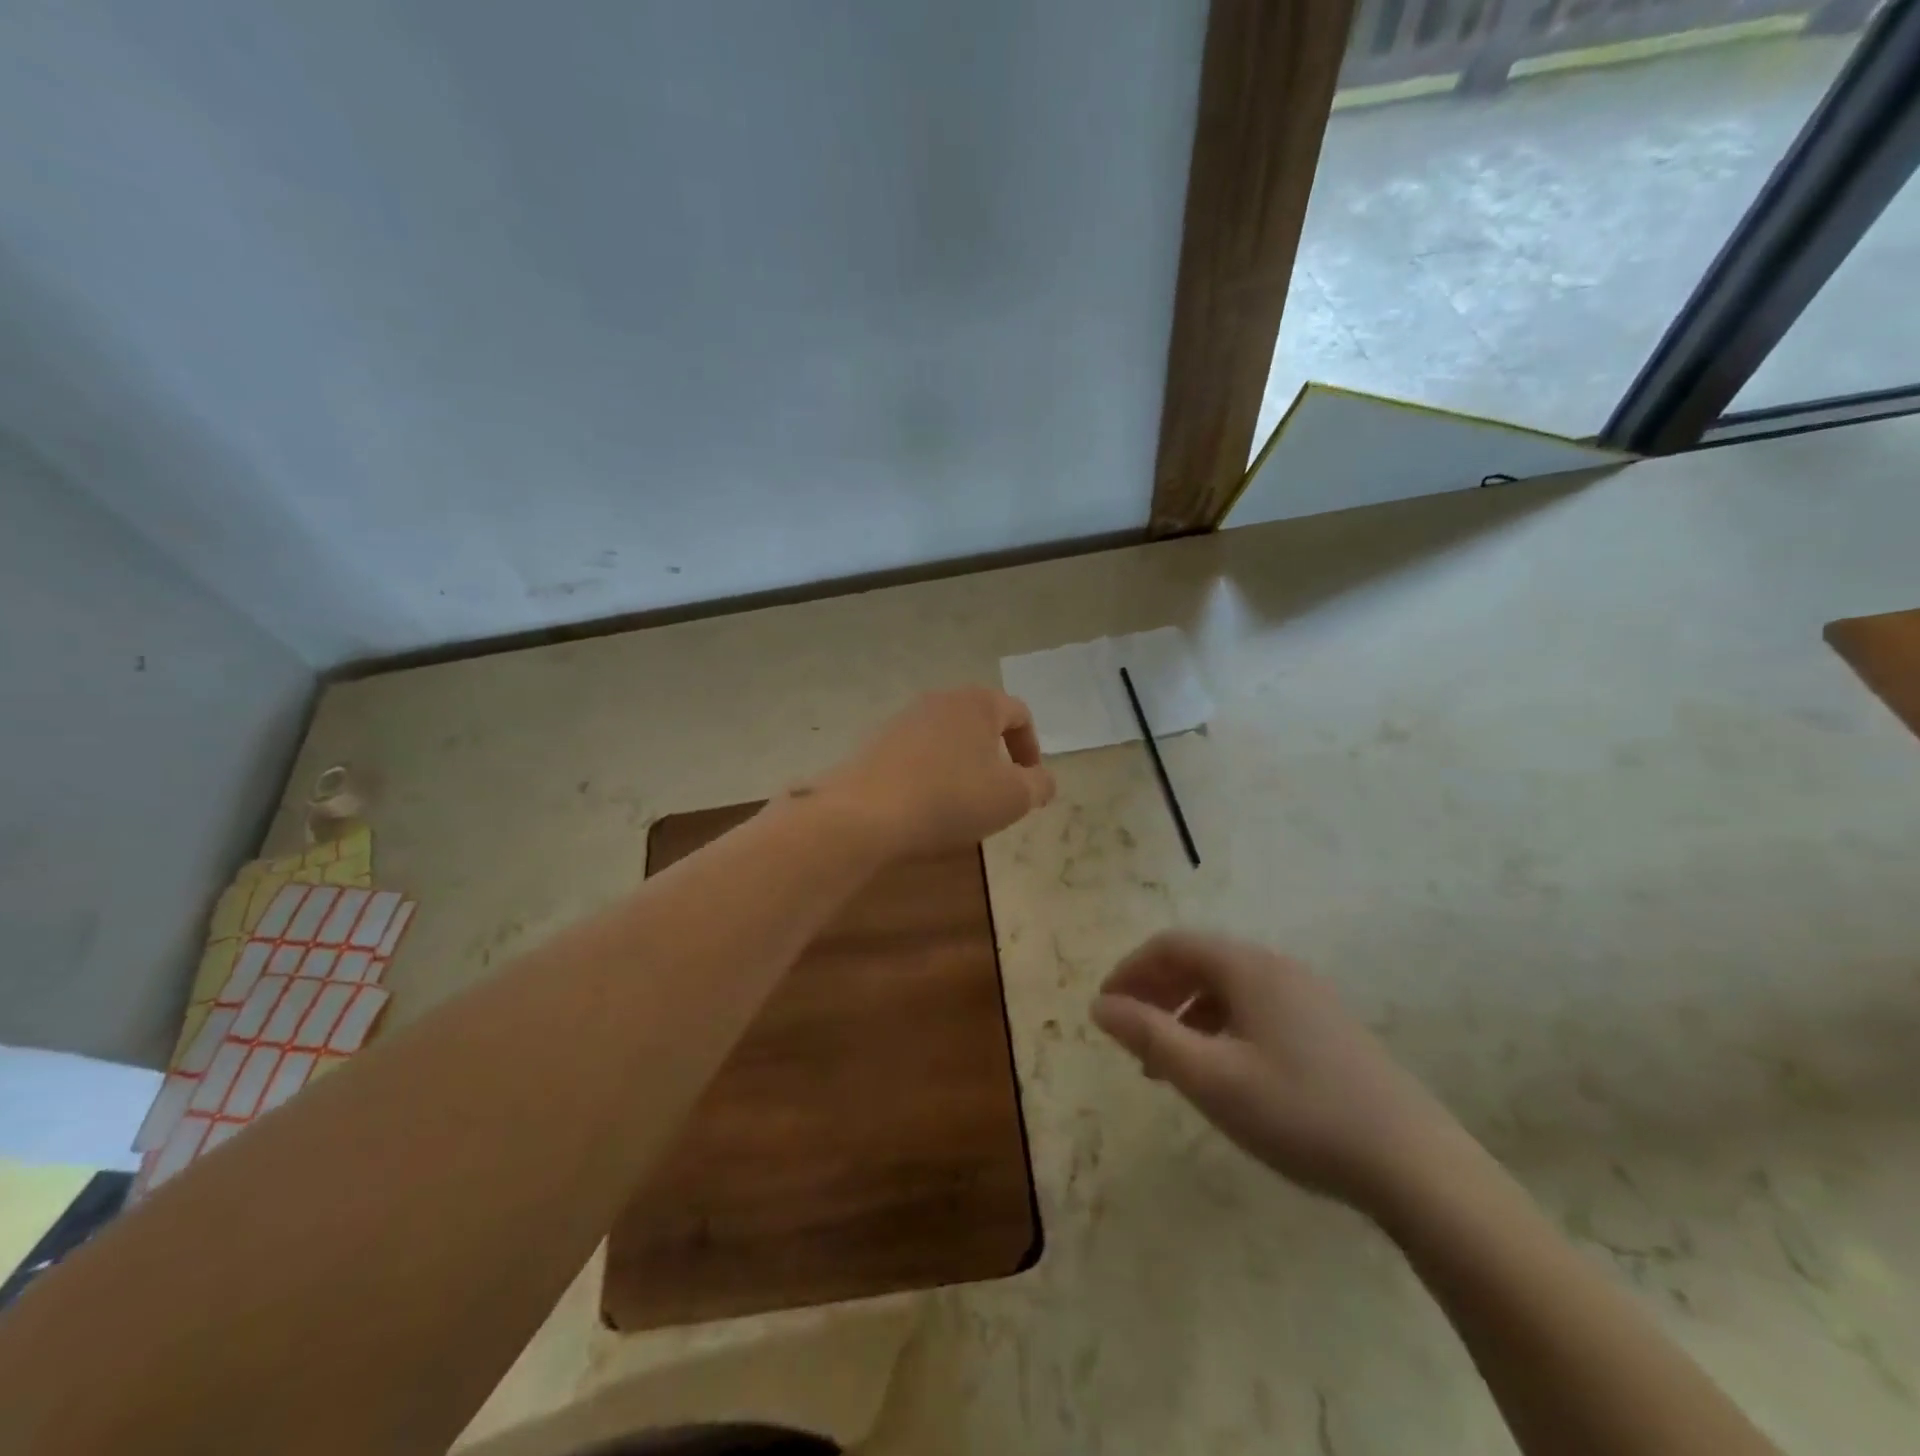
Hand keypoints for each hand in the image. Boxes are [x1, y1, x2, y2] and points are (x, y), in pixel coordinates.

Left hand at [816, 687, 1056, 856]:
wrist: (865, 814)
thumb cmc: (950, 799)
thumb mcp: (1012, 798)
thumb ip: (1038, 785)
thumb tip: (1042, 780)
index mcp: (978, 703)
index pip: (1018, 714)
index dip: (1032, 748)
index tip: (1029, 784)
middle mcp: (940, 700)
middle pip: (980, 723)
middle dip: (995, 757)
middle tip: (997, 795)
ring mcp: (903, 719)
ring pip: (947, 738)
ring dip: (961, 766)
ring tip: (960, 804)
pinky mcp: (876, 742)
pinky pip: (917, 754)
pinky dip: (930, 774)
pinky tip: (924, 806)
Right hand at [1091, 932, 1468, 1212]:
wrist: (1416, 1165)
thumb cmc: (1299, 1113)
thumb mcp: (1210, 1078)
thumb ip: (1149, 1036)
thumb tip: (1100, 1006)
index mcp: (1247, 967)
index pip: (1171, 945)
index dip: (1130, 970)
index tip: (1104, 1008)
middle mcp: (1276, 967)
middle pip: (1199, 961)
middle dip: (1156, 991)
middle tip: (1129, 1034)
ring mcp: (1307, 996)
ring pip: (1227, 988)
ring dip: (1186, 1012)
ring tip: (1167, 1063)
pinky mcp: (1327, 1027)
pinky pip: (1254, 1009)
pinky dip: (1220, 1027)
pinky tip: (1221, 1071)